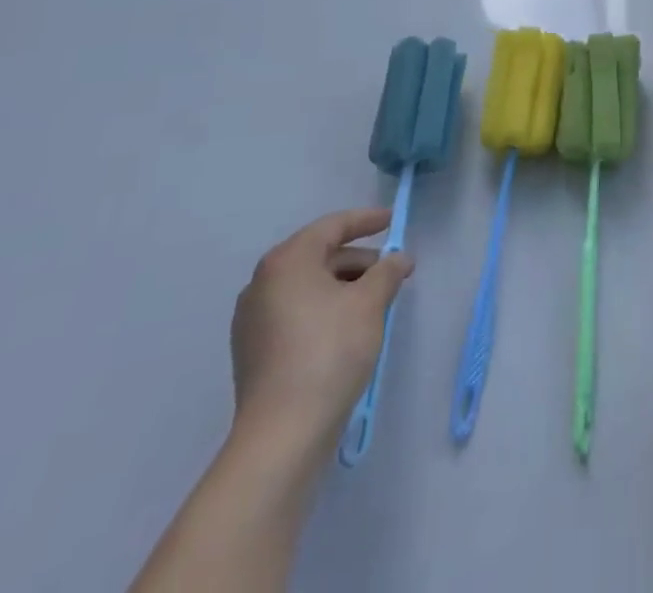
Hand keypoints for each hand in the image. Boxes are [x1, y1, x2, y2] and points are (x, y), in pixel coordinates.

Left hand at [230, 208, 412, 455]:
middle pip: (319, 256)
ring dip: (344, 285)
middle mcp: (263, 283)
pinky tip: (349, 326)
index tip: (392, 220)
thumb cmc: (329, 351)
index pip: (332, 226)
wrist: (283, 433)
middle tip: (392, 269)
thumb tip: (399, 259)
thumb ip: (388, 270)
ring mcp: (253, 320)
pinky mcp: (254, 351)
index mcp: (287, 262)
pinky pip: (296, 312)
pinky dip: (325, 308)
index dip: (366, 220)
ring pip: (308, 286)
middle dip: (359, 260)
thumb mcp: (370, 302)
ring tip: (376, 300)